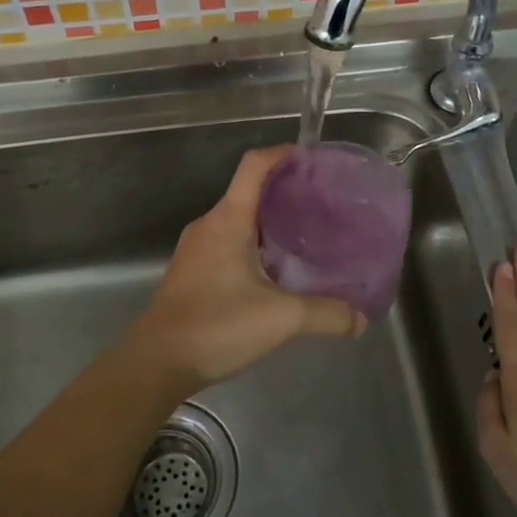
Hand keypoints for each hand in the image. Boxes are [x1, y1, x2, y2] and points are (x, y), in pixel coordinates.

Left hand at [126, 147, 364, 390]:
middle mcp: (209, 225)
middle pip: (249, 191)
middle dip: (285, 192)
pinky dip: (255, 245)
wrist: (156, 362)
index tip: (313, 159)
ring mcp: (197, 248)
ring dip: (271, 222)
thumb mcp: (281, 319)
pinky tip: (277, 271)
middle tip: (322, 205)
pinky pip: (229, 242)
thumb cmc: (216, 326)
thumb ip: (326, 315)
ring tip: (306, 237)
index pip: (254, 166)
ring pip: (239, 220)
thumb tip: (360, 319)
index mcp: (228, 220)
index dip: (283, 154)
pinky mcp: (192, 271)